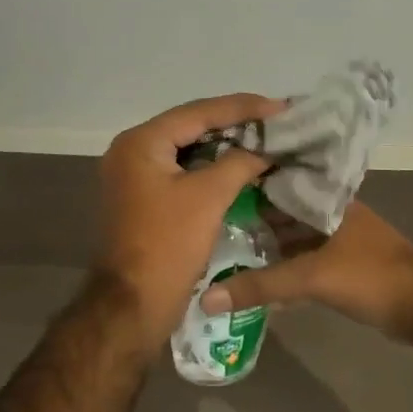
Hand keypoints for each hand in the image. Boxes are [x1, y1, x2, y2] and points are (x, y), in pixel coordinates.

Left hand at [96, 93, 282, 355]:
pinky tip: (240, 167)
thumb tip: (265, 149)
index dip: (242, 108)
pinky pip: (181, 172)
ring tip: (264, 139)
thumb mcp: (209, 197)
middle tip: (276, 121)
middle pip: (190, 127)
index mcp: (140, 142)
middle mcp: (131, 151)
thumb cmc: (169, 245)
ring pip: (187, 150)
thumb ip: (240, 162)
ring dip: (224, 146)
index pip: (198, 112)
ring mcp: (134, 176)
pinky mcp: (143, 198)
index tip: (280, 106)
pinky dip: (210, 168)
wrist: (133, 305)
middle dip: (234, 124)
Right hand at [201, 200, 412, 346]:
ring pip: (292, 236)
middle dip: (249, 217)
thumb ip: (260, 286)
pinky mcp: (342, 264)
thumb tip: (207, 299)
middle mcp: (330, 211)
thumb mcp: (311, 277)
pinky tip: (256, 277)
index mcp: (325, 198)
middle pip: (281, 210)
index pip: (277, 179)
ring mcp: (338, 238)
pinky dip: (282, 266)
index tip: (209, 186)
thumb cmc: (370, 275)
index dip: (245, 182)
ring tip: (224, 249)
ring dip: (265, 244)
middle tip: (207, 223)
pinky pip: (302, 259)